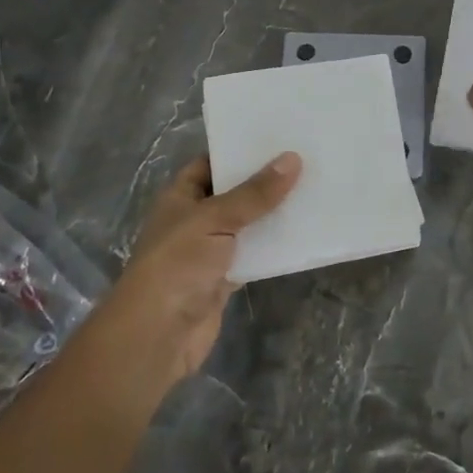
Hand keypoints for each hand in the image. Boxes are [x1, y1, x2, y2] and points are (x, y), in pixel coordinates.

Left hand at [97, 152, 299, 392]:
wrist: (157, 335)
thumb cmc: (177, 264)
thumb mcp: (215, 219)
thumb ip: (255, 193)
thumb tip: (293, 158)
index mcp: (181, 197)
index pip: (211, 162)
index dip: (239, 149)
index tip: (278, 136)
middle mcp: (195, 219)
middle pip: (234, 192)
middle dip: (265, 180)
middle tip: (307, 158)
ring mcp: (210, 250)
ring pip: (248, 224)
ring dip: (274, 213)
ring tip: (315, 188)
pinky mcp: (225, 278)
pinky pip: (256, 254)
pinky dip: (275, 247)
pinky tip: (306, 232)